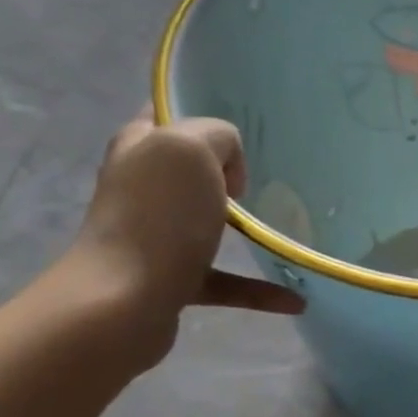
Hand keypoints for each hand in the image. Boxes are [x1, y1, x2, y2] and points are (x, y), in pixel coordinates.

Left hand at [60, 113, 303, 368]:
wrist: (122, 304)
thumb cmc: (157, 217)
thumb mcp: (190, 148)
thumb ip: (216, 135)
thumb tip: (228, 165)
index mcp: (141, 148)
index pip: (166, 115)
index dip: (200, 113)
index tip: (244, 127)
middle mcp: (142, 188)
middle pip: (191, 170)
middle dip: (229, 171)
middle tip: (270, 178)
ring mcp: (155, 236)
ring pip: (208, 224)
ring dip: (246, 229)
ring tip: (286, 231)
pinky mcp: (170, 279)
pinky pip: (225, 280)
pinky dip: (258, 288)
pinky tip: (295, 298)